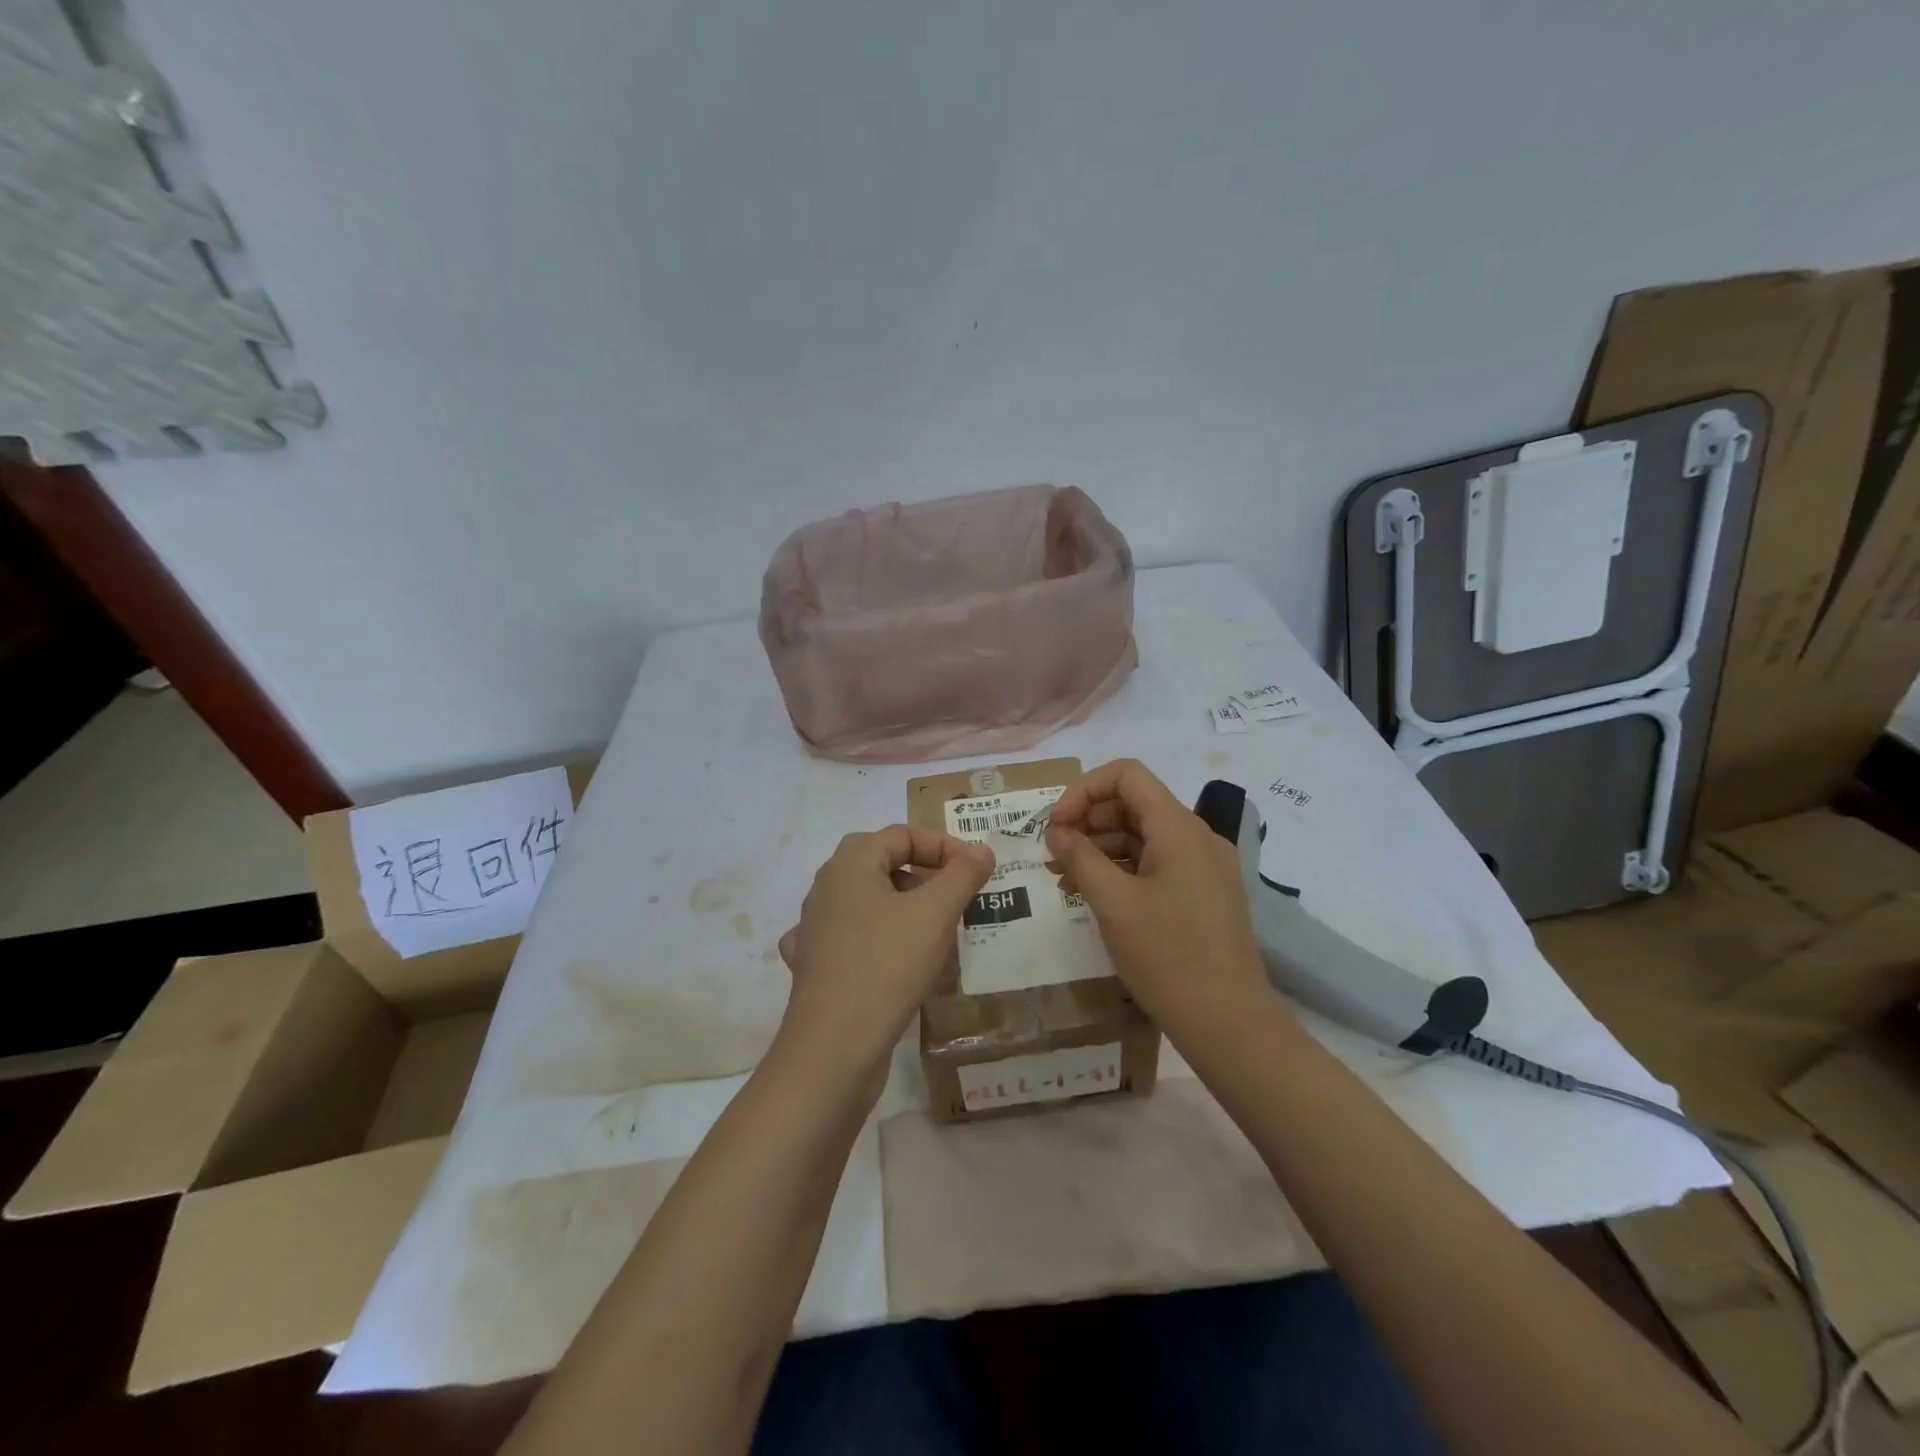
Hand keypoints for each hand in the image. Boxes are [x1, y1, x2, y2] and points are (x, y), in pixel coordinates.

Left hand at [774, 826, 993, 1088]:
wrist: (833, 1048)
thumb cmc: (886, 965)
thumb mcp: (935, 914)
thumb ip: (962, 875)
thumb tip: (981, 850)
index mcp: (850, 863)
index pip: (903, 835)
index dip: (944, 846)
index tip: (977, 871)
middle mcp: (826, 888)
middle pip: (884, 865)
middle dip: (927, 879)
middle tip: (959, 901)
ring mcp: (815, 929)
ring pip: (870, 904)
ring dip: (906, 911)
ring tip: (939, 935)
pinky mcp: (815, 966)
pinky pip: (855, 940)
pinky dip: (881, 944)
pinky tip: (899, 963)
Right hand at [1046, 759, 1271, 1037]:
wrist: (1230, 1023)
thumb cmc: (1167, 957)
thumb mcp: (1113, 903)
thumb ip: (1080, 857)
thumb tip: (1057, 831)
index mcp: (1179, 828)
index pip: (1127, 775)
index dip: (1084, 790)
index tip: (1056, 825)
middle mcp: (1197, 837)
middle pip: (1134, 804)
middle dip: (1088, 821)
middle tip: (1053, 854)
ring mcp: (1205, 867)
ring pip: (1145, 836)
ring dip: (1102, 847)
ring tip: (1065, 878)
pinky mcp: (1205, 894)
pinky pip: (1158, 864)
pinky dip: (1124, 869)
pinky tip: (1095, 894)